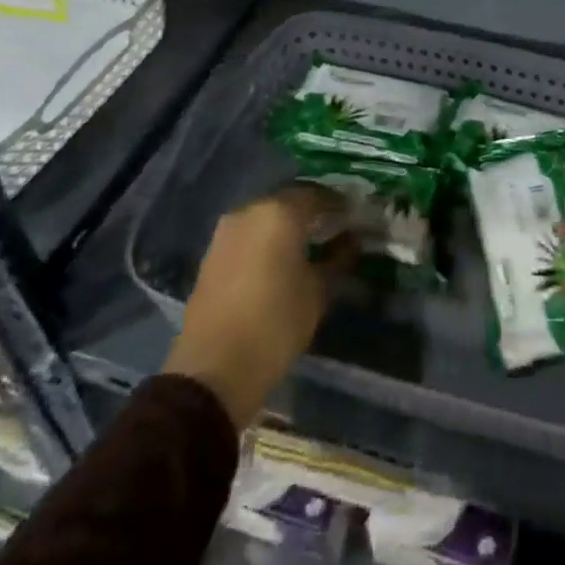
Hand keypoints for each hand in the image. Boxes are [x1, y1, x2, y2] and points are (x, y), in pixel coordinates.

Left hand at [162, 185, 352, 428]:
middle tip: (332, 230)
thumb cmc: (275, 324)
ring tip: (307, 247)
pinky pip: (247, 236)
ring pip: (265, 218)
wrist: (213, 369)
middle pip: (289, 202)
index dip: (338, 204)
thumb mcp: (317, 292)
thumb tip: (352, 240)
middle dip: (311, 213)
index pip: (317, 195)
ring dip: (286, 226)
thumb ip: (337, 259)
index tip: (353, 217)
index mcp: (280, 212)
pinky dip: (265, 241)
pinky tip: (278, 262)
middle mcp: (250, 211)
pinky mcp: (211, 254)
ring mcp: (226, 231)